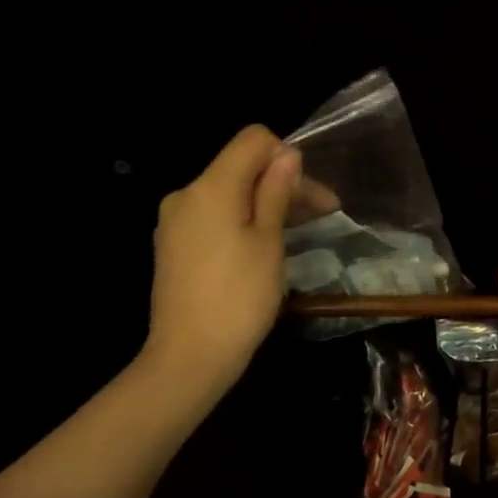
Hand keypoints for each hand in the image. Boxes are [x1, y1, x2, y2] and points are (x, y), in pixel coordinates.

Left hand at [142, 125, 301, 398]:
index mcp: (210, 187)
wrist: (189, 358)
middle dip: (282, 183)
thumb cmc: (239, 298)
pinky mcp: (173, 246)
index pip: (252, 140)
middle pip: (241, 167)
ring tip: (299, 232)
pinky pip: (213, 217)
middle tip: (324, 215)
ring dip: (264, 203)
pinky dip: (242, 222)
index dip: (287, 156)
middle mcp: (186, 195)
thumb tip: (287, 155)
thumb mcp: (269, 241)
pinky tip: (263, 248)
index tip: (312, 194)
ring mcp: (175, 222)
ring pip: (228, 194)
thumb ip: (276, 192)